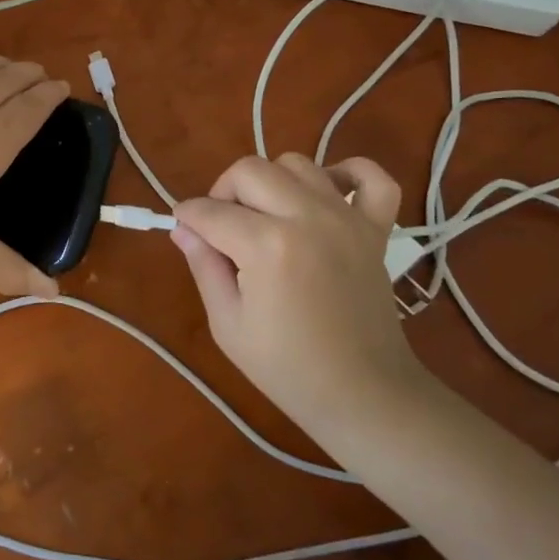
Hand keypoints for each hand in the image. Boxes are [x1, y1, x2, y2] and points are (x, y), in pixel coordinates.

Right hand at [171, 153, 431, 443]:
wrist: (364, 395)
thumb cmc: (287, 368)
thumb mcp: (227, 324)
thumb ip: (203, 266)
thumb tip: (183, 228)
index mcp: (266, 246)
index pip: (210, 210)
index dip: (187, 217)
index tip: (183, 228)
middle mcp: (306, 217)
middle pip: (249, 170)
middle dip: (223, 192)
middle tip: (222, 227)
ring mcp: (346, 218)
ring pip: (296, 164)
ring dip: (272, 182)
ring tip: (267, 216)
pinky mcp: (375, 228)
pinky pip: (371, 176)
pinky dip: (348, 173)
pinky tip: (326, 195)